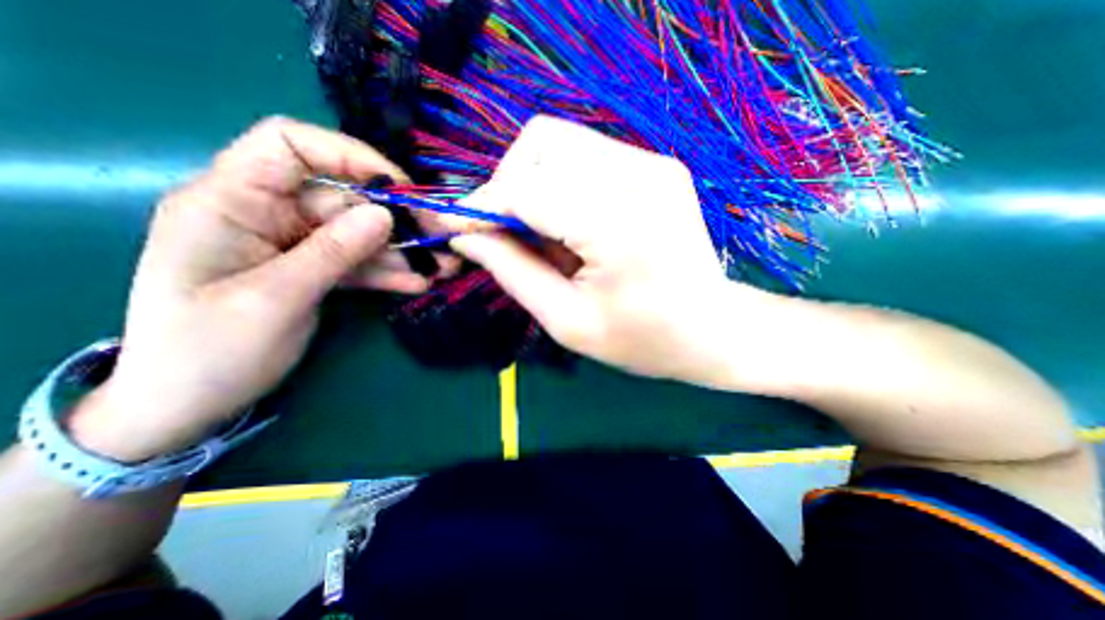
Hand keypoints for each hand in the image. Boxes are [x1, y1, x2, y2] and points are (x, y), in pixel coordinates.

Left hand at [67, 119, 441, 461]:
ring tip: (442, 269)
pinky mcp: (313, 270)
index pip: (290, 146)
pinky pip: (358, 263)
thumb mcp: (274, 298)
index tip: (399, 187)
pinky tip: (418, 283)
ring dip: (402, 251)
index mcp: (230, 201)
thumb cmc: (209, 350)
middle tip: (440, 240)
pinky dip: (388, 272)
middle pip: (343, 199)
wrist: (189, 403)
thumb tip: (384, 214)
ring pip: (359, 235)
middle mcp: (266, 214)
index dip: (348, 156)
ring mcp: (294, 244)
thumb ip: (332, 252)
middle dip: (396, 219)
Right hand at [449, 115, 775, 385]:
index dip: (481, 206)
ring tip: (543, 235)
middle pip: (541, 143)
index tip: (458, 229)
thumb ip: (511, 272)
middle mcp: (640, 177)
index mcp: (619, 226)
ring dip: (533, 184)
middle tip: (507, 235)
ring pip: (560, 143)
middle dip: (508, 186)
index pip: (526, 189)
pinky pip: (586, 156)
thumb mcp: (567, 321)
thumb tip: (465, 235)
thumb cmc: (642, 340)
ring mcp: (653, 164)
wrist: (712, 329)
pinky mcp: (657, 166)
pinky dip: (561, 184)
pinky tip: (572, 225)